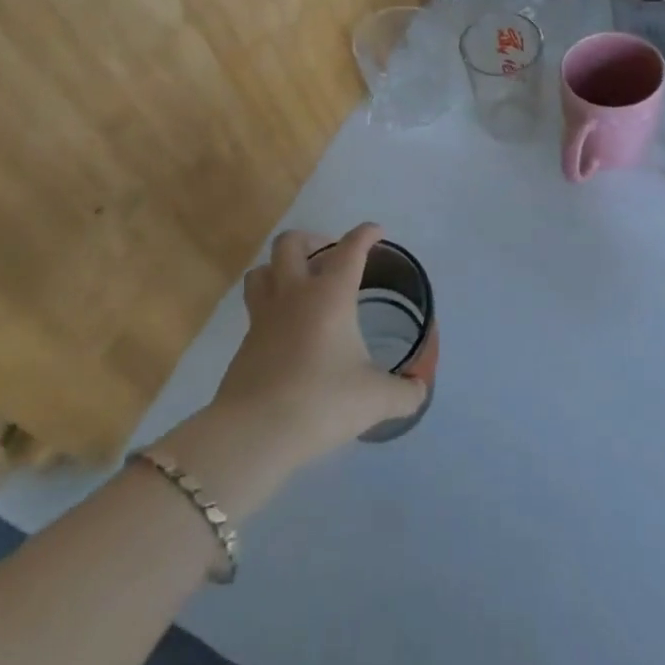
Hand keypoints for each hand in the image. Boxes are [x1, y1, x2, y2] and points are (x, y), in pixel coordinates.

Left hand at [209, 223, 426, 466]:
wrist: (253, 433)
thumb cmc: (322, 402)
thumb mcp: (375, 399)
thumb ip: (404, 392)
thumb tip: (420, 390)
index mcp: (330, 295)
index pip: (350, 249)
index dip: (365, 234)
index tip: (376, 231)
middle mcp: (293, 295)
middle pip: (290, 244)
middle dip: (311, 240)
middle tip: (330, 257)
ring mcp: (263, 317)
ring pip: (262, 271)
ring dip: (280, 267)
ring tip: (299, 282)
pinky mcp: (245, 344)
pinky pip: (255, 308)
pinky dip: (271, 306)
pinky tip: (286, 329)